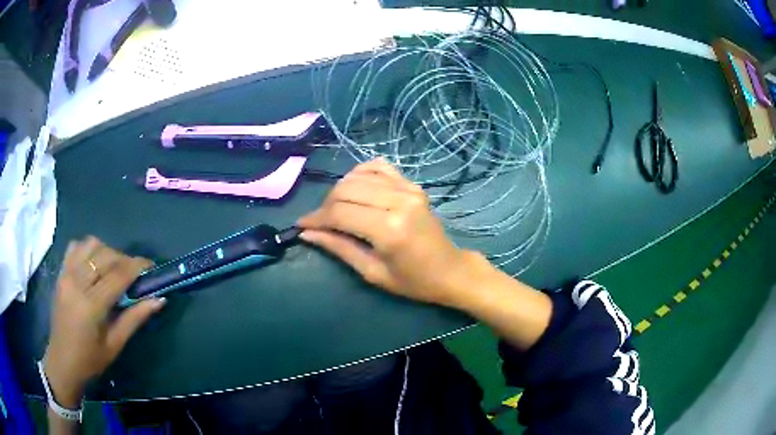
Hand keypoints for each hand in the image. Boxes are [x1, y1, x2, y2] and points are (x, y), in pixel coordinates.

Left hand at [43, 237, 165, 407]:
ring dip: (107, 252)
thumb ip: (134, 319)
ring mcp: (66, 274)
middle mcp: (77, 282)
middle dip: (124, 260)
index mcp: (91, 305)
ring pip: (91, 245)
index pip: (118, 275)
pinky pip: (75, 247)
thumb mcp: (115, 344)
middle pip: (106, 256)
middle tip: (134, 274)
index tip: (152, 266)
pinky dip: (88, 249)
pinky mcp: (61, 272)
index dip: (137, 266)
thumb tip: (159, 300)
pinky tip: (93, 264)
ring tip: (113, 269)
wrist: (62, 360)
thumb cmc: (90, 359)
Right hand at [298, 159, 481, 306]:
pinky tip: (356, 188)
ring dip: (340, 190)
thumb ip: (339, 248)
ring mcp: (408, 189)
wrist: (451, 270)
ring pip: (358, 176)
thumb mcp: (373, 273)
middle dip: (326, 205)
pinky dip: (360, 174)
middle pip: (346, 190)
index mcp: (389, 229)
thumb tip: (307, 233)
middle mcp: (398, 201)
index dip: (316, 218)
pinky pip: (379, 168)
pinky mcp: (413, 185)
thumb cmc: (413, 281)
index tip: (302, 225)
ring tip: (337, 209)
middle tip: (320, 222)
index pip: (340, 213)